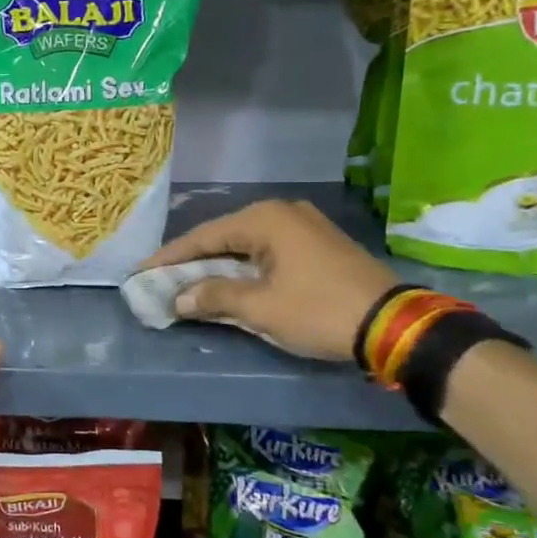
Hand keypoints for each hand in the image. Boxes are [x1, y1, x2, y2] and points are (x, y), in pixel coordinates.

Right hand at [139, 199, 396, 361]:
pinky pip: (268, 251)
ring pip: (246, 245)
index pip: (203, 236)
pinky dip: (244, 268)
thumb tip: (179, 299)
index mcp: (265, 220)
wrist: (394, 324)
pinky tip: (230, 283)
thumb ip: (214, 297)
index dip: (169, 258)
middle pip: (223, 237)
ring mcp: (305, 226)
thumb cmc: (319, 310)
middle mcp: (283, 213)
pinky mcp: (319, 245)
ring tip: (189, 283)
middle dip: (192, 261)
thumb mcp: (260, 307)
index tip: (141, 272)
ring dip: (218, 266)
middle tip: (162, 279)